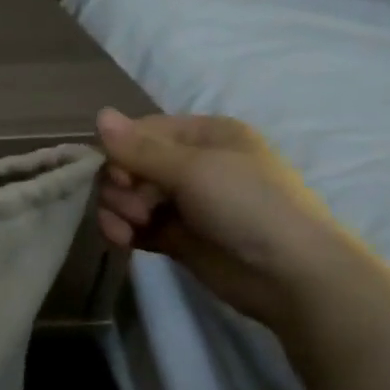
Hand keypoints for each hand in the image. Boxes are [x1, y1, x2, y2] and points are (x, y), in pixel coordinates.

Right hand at [94, 109, 355, 326]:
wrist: (290, 276)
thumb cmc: (248, 205)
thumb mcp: (193, 169)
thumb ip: (138, 148)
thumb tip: (98, 114)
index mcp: (203, 135)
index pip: (140, 132)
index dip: (120, 152)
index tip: (121, 176)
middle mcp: (191, 163)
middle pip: (127, 165)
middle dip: (120, 187)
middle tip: (136, 208)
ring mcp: (181, 201)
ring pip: (125, 196)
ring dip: (118, 210)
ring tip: (131, 228)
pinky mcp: (173, 235)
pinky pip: (131, 224)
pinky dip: (122, 230)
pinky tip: (124, 241)